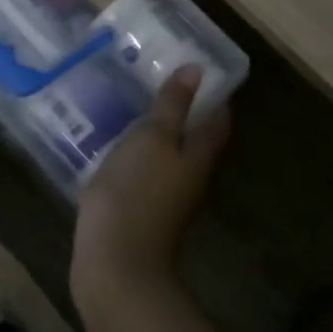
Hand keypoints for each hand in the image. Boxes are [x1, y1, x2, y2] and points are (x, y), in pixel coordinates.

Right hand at [71, 67, 230, 318]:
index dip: (213, 93)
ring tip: (132, 103)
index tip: (197, 66)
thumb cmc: (136, 191)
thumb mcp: (153, 138)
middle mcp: (190, 176)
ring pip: (169, 154)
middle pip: (195, 137)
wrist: (114, 265)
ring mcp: (166, 197)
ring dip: (157, 131)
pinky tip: (114, 142)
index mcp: (199, 156)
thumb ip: (173, 105)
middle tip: (158, 77)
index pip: (218, 119)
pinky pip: (145, 171)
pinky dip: (137, 152)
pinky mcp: (141, 210)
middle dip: (183, 109)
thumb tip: (198, 70)